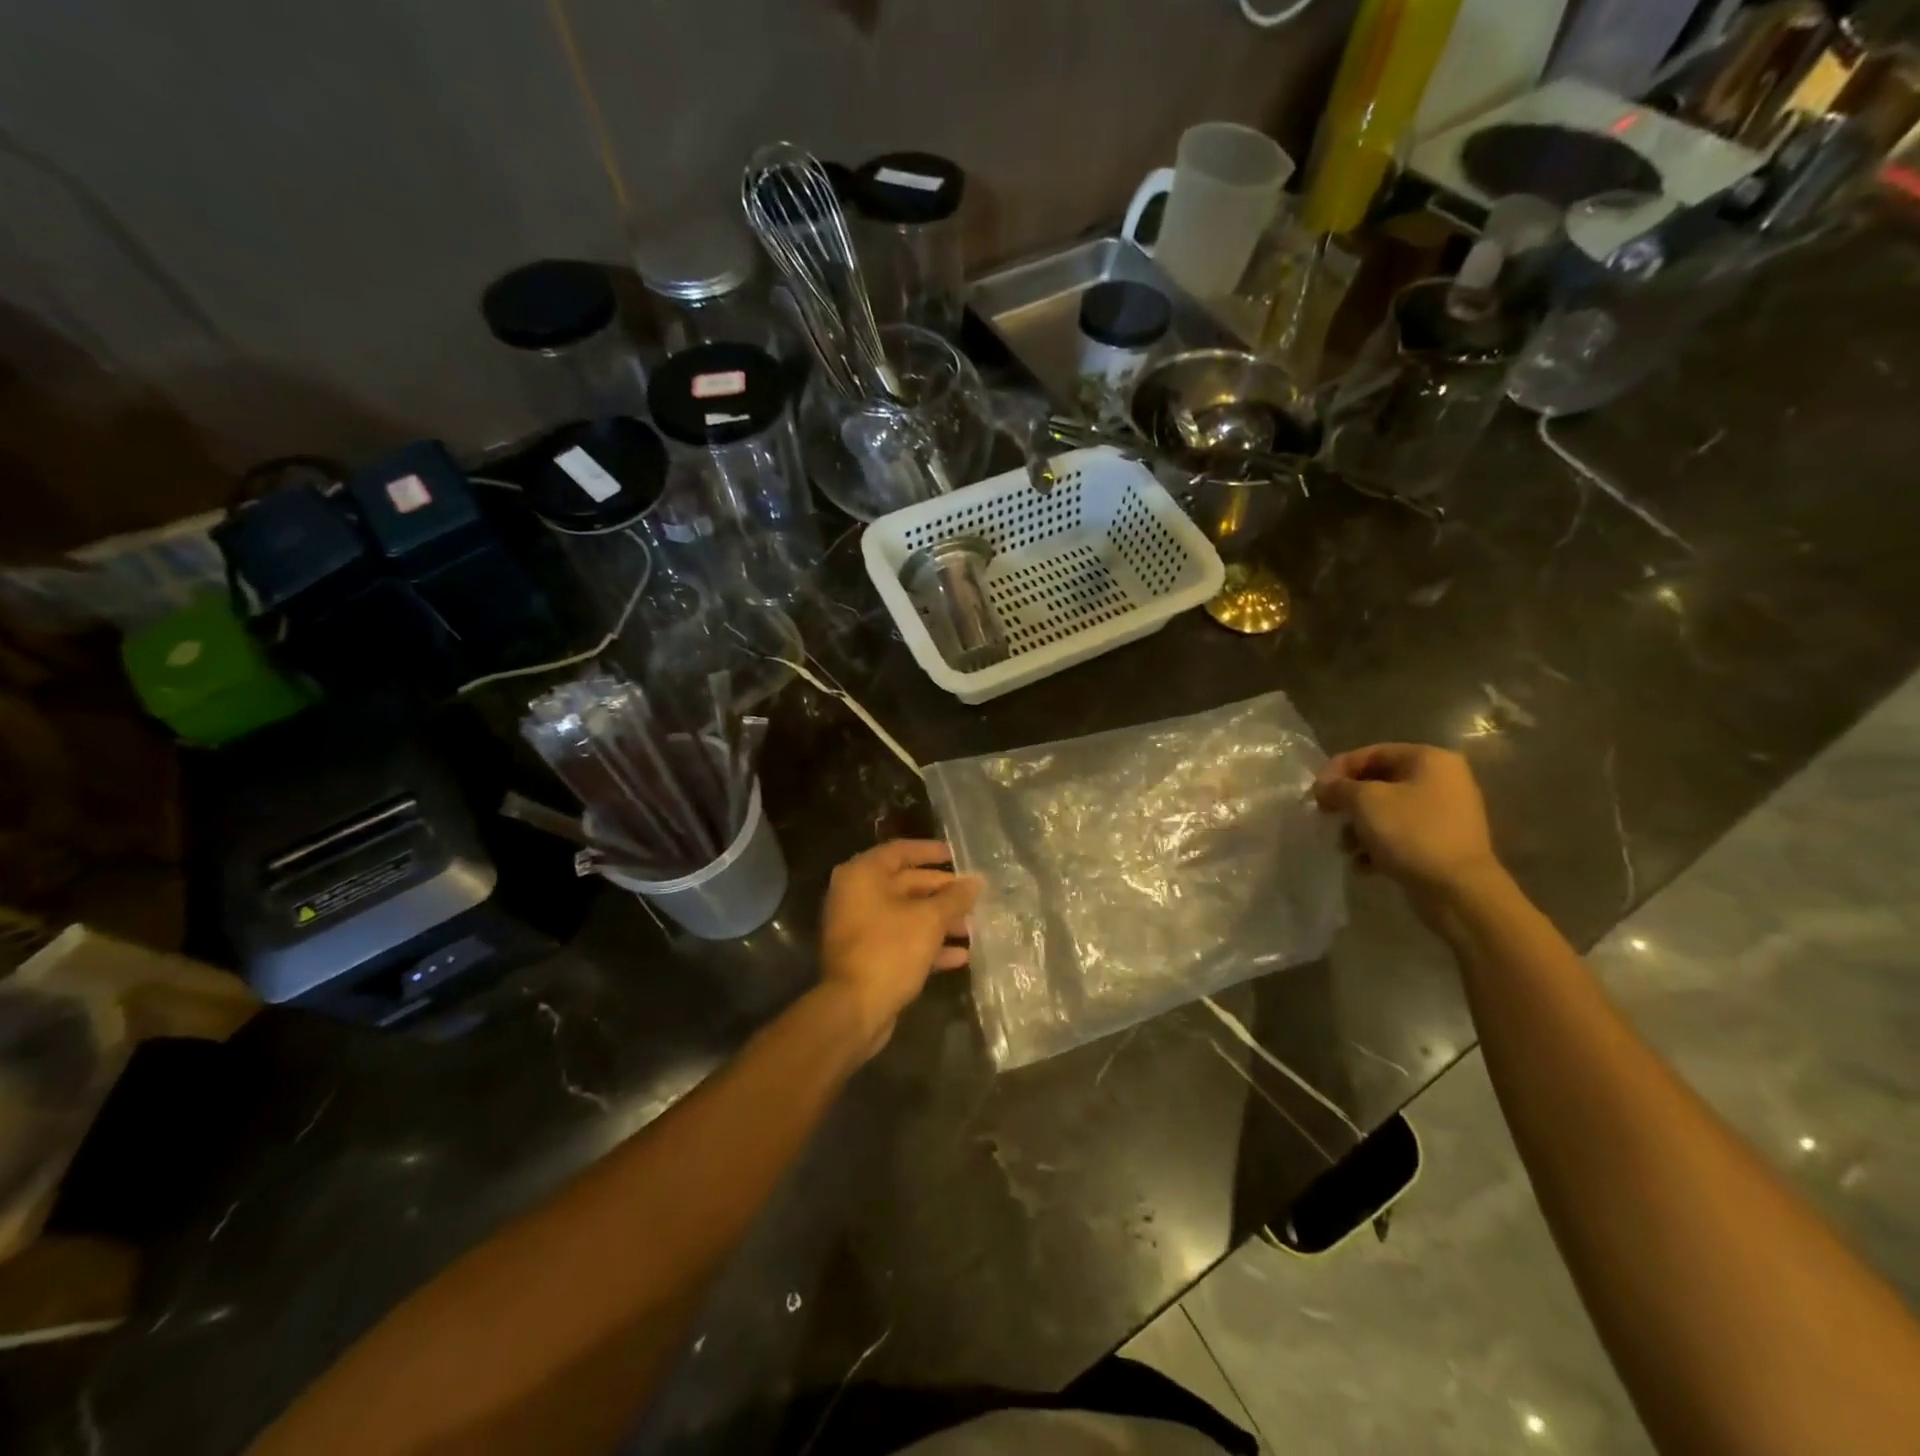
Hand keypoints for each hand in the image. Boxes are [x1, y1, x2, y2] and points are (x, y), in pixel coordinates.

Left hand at [820, 841, 982, 1056]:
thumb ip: (954, 898)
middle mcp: (856, 896)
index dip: (930, 852)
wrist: (854, 1009)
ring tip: (973, 929)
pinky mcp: (867, 956)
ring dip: (940, 921)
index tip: (957, 856)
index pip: (900, 851)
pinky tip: (960, 956)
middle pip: (905, 884)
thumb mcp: (929, 920)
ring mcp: (860, 928)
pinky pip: (901, 941)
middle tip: (973, 898)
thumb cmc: (889, 950)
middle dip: (942, 893)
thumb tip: (977, 881)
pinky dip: (927, 945)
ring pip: (906, 915)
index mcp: (863, 875)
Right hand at [1312, 744, 1501, 903]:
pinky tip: (1363, 864)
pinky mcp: (1442, 843)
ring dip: (1359, 827)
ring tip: (1344, 847)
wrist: (1457, 889)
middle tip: (1325, 816)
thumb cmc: (1411, 832)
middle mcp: (1442, 780)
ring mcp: (1445, 813)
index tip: (1316, 791)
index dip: (1338, 769)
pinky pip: (1401, 835)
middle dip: (1348, 802)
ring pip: (1388, 811)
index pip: (1372, 753)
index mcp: (1429, 760)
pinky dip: (1378, 845)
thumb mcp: (1365, 801)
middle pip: (1379, 783)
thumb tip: (1322, 787)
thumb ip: (1338, 787)